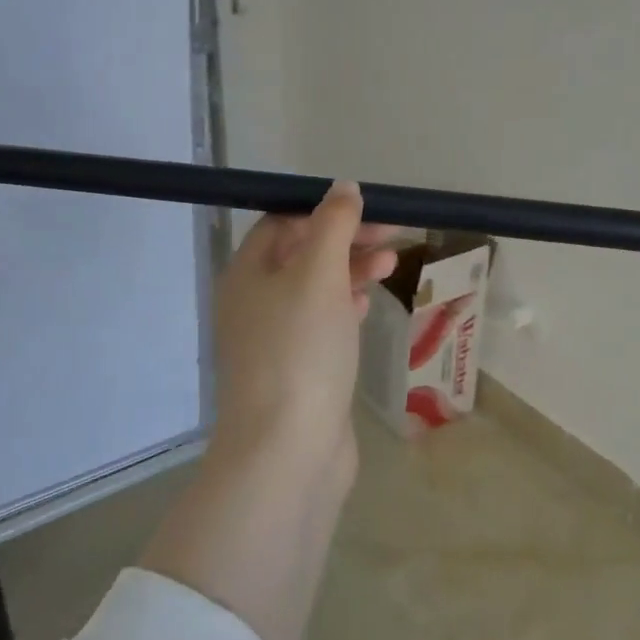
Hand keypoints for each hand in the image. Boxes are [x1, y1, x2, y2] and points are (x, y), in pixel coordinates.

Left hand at [213, 182, 398, 462]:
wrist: (287, 451)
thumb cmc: (300, 351)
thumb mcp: (318, 275)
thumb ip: (333, 227)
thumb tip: (342, 188)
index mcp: (246, 274)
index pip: (282, 223)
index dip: (325, 211)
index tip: (370, 211)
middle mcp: (252, 303)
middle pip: (301, 255)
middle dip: (346, 240)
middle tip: (393, 236)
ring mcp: (273, 341)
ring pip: (314, 290)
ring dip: (351, 271)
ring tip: (392, 265)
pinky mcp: (296, 372)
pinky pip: (320, 325)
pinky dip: (344, 308)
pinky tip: (367, 305)